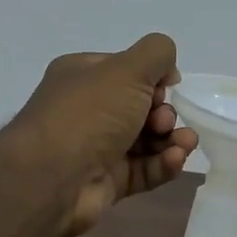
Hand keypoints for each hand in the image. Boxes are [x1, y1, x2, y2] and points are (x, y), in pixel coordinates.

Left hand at [2, 33, 199, 236]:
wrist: (52, 179)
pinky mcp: (108, 181)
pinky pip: (144, 169)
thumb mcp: (127, 69)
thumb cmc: (89, 114)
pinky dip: (163, 164)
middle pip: (140, 107)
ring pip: (146, 141)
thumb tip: (167, 71)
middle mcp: (88, 110)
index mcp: (83, 76)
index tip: (168, 87)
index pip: (127, 71)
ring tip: (185, 144)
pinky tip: (175, 160)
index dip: (153, 78)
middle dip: (163, 113)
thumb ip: (156, 54)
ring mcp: (97, 148)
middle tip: (163, 121)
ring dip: (171, 139)